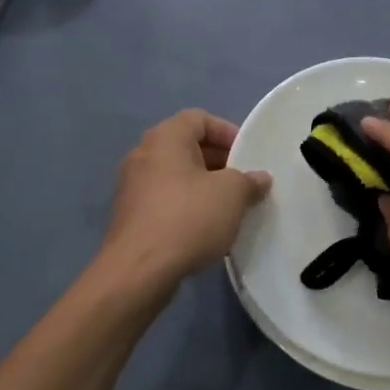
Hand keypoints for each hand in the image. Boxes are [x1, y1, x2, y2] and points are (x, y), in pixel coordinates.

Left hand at [98, 109, 271, 286]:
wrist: (138, 271)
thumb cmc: (188, 218)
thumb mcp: (232, 195)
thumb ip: (249, 181)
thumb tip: (259, 178)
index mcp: (165, 138)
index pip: (199, 118)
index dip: (227, 132)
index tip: (248, 155)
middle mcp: (143, 154)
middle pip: (187, 147)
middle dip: (219, 162)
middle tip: (244, 182)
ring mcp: (132, 187)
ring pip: (176, 176)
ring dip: (204, 186)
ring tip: (230, 207)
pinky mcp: (130, 216)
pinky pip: (165, 200)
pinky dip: (187, 206)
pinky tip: (206, 229)